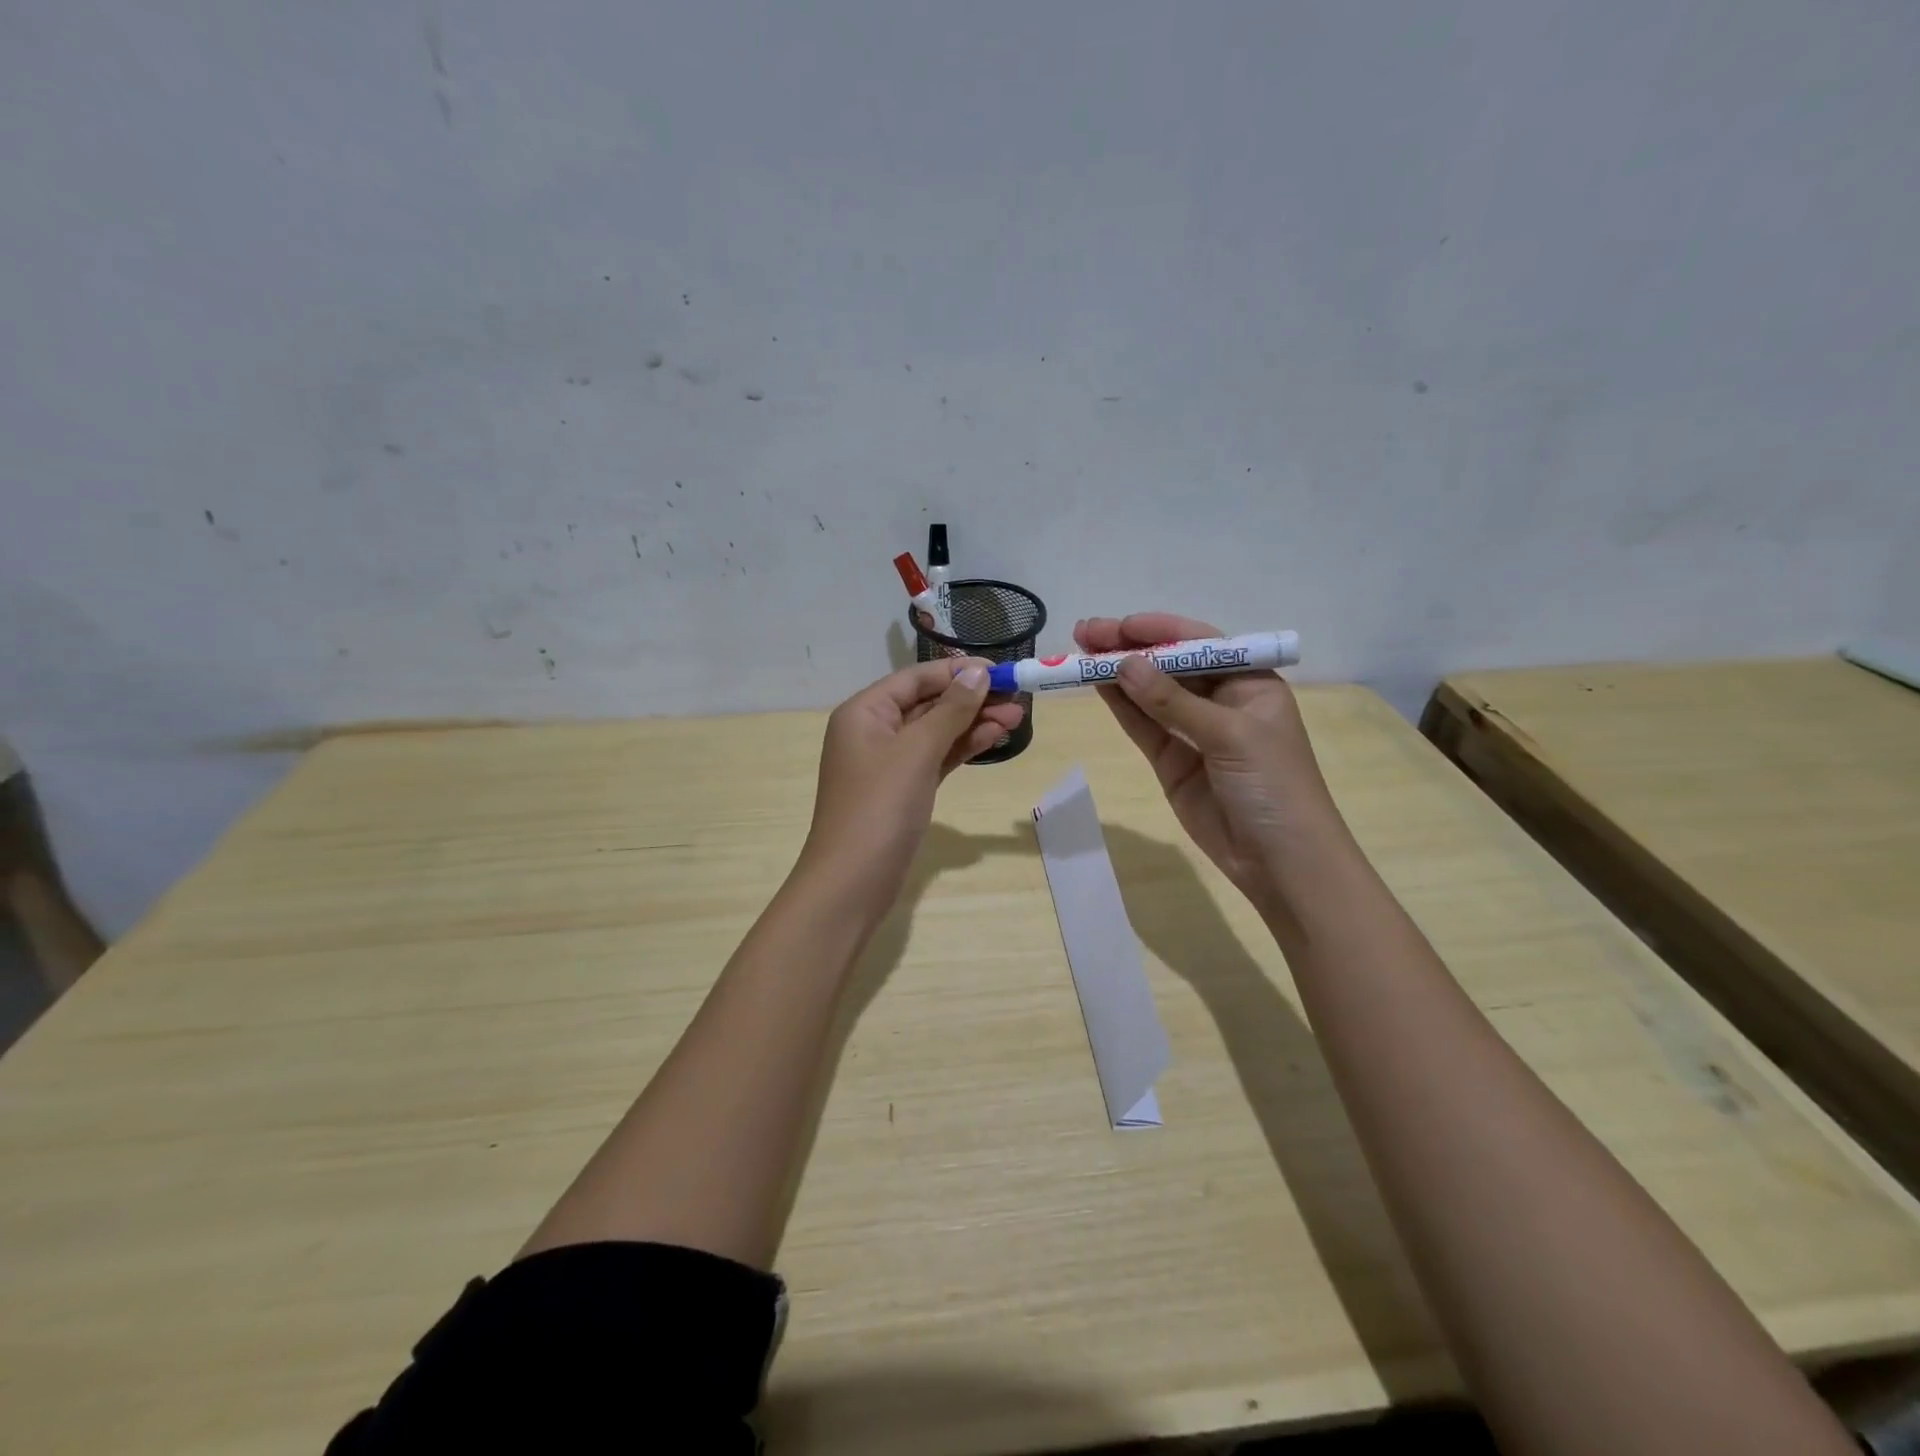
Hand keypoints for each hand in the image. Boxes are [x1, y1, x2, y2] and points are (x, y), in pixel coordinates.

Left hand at [797, 659, 1024, 912]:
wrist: (852, 882)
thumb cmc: (880, 807)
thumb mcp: (917, 752)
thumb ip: (950, 710)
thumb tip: (977, 673)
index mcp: (864, 712)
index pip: (916, 678)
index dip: (957, 671)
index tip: (1000, 671)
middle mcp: (874, 731)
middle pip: (928, 703)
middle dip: (971, 699)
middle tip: (1018, 698)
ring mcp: (888, 763)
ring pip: (936, 732)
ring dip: (973, 723)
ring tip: (1017, 718)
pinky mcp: (903, 790)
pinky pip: (936, 758)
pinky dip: (963, 748)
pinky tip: (994, 739)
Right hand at [1074, 613, 1341, 905]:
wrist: (1281, 861)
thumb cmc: (1274, 786)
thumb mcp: (1230, 735)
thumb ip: (1174, 702)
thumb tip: (1123, 664)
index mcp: (1249, 682)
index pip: (1199, 643)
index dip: (1158, 631)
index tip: (1118, 626)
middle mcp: (1220, 700)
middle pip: (1169, 665)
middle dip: (1129, 647)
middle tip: (1084, 633)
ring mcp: (1193, 732)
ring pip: (1149, 694)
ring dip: (1117, 673)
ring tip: (1078, 654)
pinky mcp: (1172, 761)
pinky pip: (1142, 726)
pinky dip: (1120, 706)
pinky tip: (1096, 684)